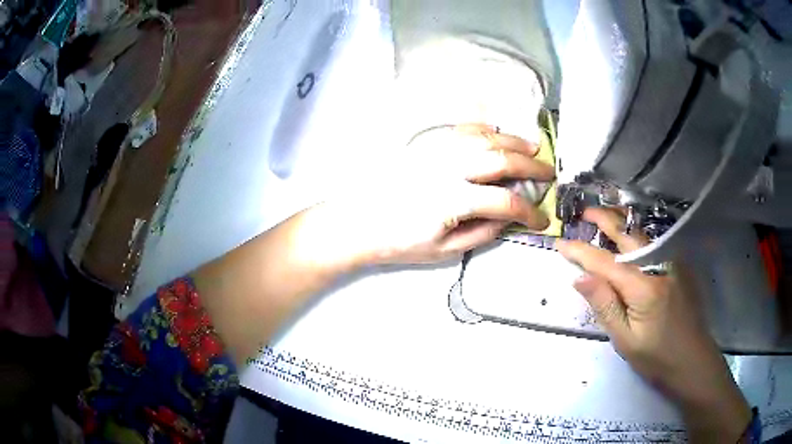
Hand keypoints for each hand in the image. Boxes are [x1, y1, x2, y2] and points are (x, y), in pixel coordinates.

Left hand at [325, 124, 554, 264]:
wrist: (359, 222)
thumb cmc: (399, 242)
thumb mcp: (443, 250)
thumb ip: (481, 232)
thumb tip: (509, 218)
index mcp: (453, 200)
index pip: (506, 202)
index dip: (530, 212)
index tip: (542, 219)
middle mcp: (448, 168)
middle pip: (501, 159)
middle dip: (532, 166)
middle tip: (549, 172)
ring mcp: (436, 151)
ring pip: (484, 137)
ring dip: (513, 140)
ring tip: (533, 147)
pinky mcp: (425, 144)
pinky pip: (460, 128)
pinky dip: (484, 128)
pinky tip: (496, 132)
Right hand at [556, 208, 750, 442]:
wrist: (693, 360)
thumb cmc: (657, 357)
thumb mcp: (625, 340)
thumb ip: (605, 306)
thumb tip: (580, 278)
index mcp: (644, 286)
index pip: (605, 262)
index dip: (580, 252)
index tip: (560, 243)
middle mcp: (659, 265)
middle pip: (627, 235)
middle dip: (604, 220)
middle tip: (584, 213)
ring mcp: (672, 264)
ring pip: (642, 235)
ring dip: (621, 223)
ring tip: (603, 217)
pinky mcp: (678, 268)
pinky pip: (653, 244)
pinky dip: (636, 235)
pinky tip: (629, 237)